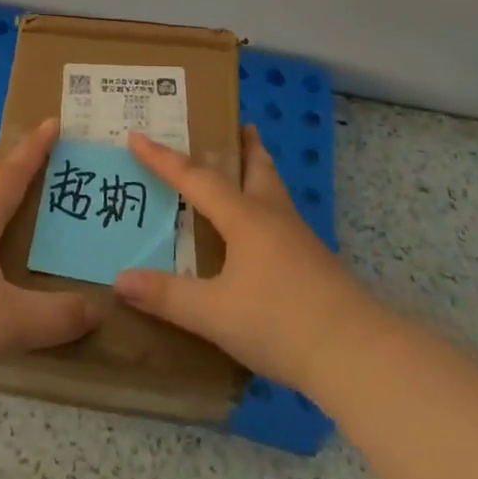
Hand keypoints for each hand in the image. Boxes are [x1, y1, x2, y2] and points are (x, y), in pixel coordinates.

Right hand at [113, 126, 377, 393]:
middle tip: (235, 124)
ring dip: (259, 171)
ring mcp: (299, 239)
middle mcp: (272, 216)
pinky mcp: (315, 263)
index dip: (163, 158)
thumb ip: (167, 296)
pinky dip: (267, 207)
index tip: (137, 135)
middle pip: (257, 167)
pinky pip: (282, 219)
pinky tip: (262, 233)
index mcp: (244, 217)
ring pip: (274, 191)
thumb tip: (120, 279)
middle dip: (243, 145)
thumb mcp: (214, 313)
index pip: (195, 178)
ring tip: (249, 166)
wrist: (357, 354)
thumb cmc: (280, 322)